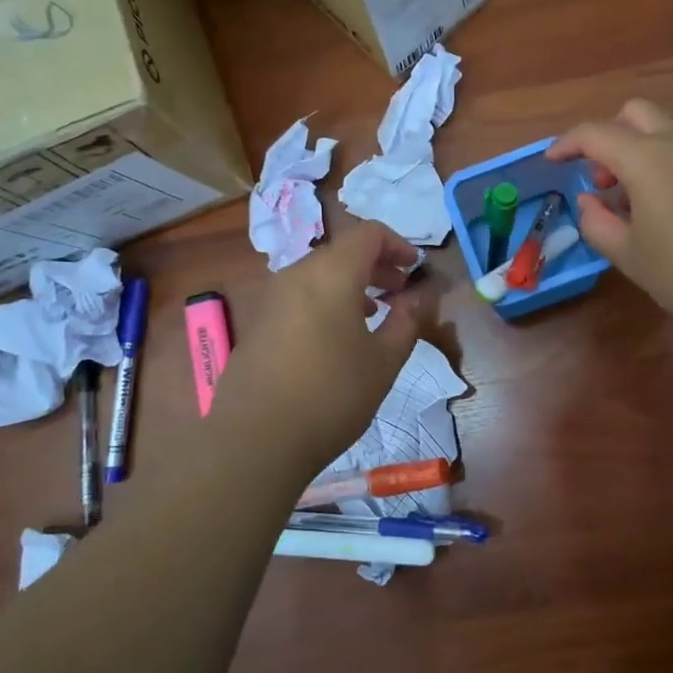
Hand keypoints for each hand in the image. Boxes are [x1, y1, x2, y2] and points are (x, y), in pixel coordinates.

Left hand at [209, 221, 432, 473]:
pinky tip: (337, 338)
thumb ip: (405, 321)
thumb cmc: (332, 394)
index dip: (397, 244)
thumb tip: (416, 298)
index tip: (415, 268)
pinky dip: (326, 301)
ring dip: (350, 284)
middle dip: (376, 265)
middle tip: (400, 291)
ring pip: (318, 274)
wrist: (256, 439)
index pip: (368, 233)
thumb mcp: (383, 361)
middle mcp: (297, 274)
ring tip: (373, 314)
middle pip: (341, 252)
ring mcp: (272, 298)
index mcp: (331, 273)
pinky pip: (300, 296)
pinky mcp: (258, 324)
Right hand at [547, 99, 672, 333]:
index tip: (551, 162)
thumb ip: (598, 224)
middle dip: (608, 137)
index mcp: (646, 158)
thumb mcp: (629, 255)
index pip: (595, 133)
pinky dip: (663, 167)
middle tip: (600, 179)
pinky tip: (664, 214)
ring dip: (636, 153)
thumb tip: (589, 203)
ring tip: (629, 204)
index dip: (566, 143)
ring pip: (663, 133)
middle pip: (634, 113)